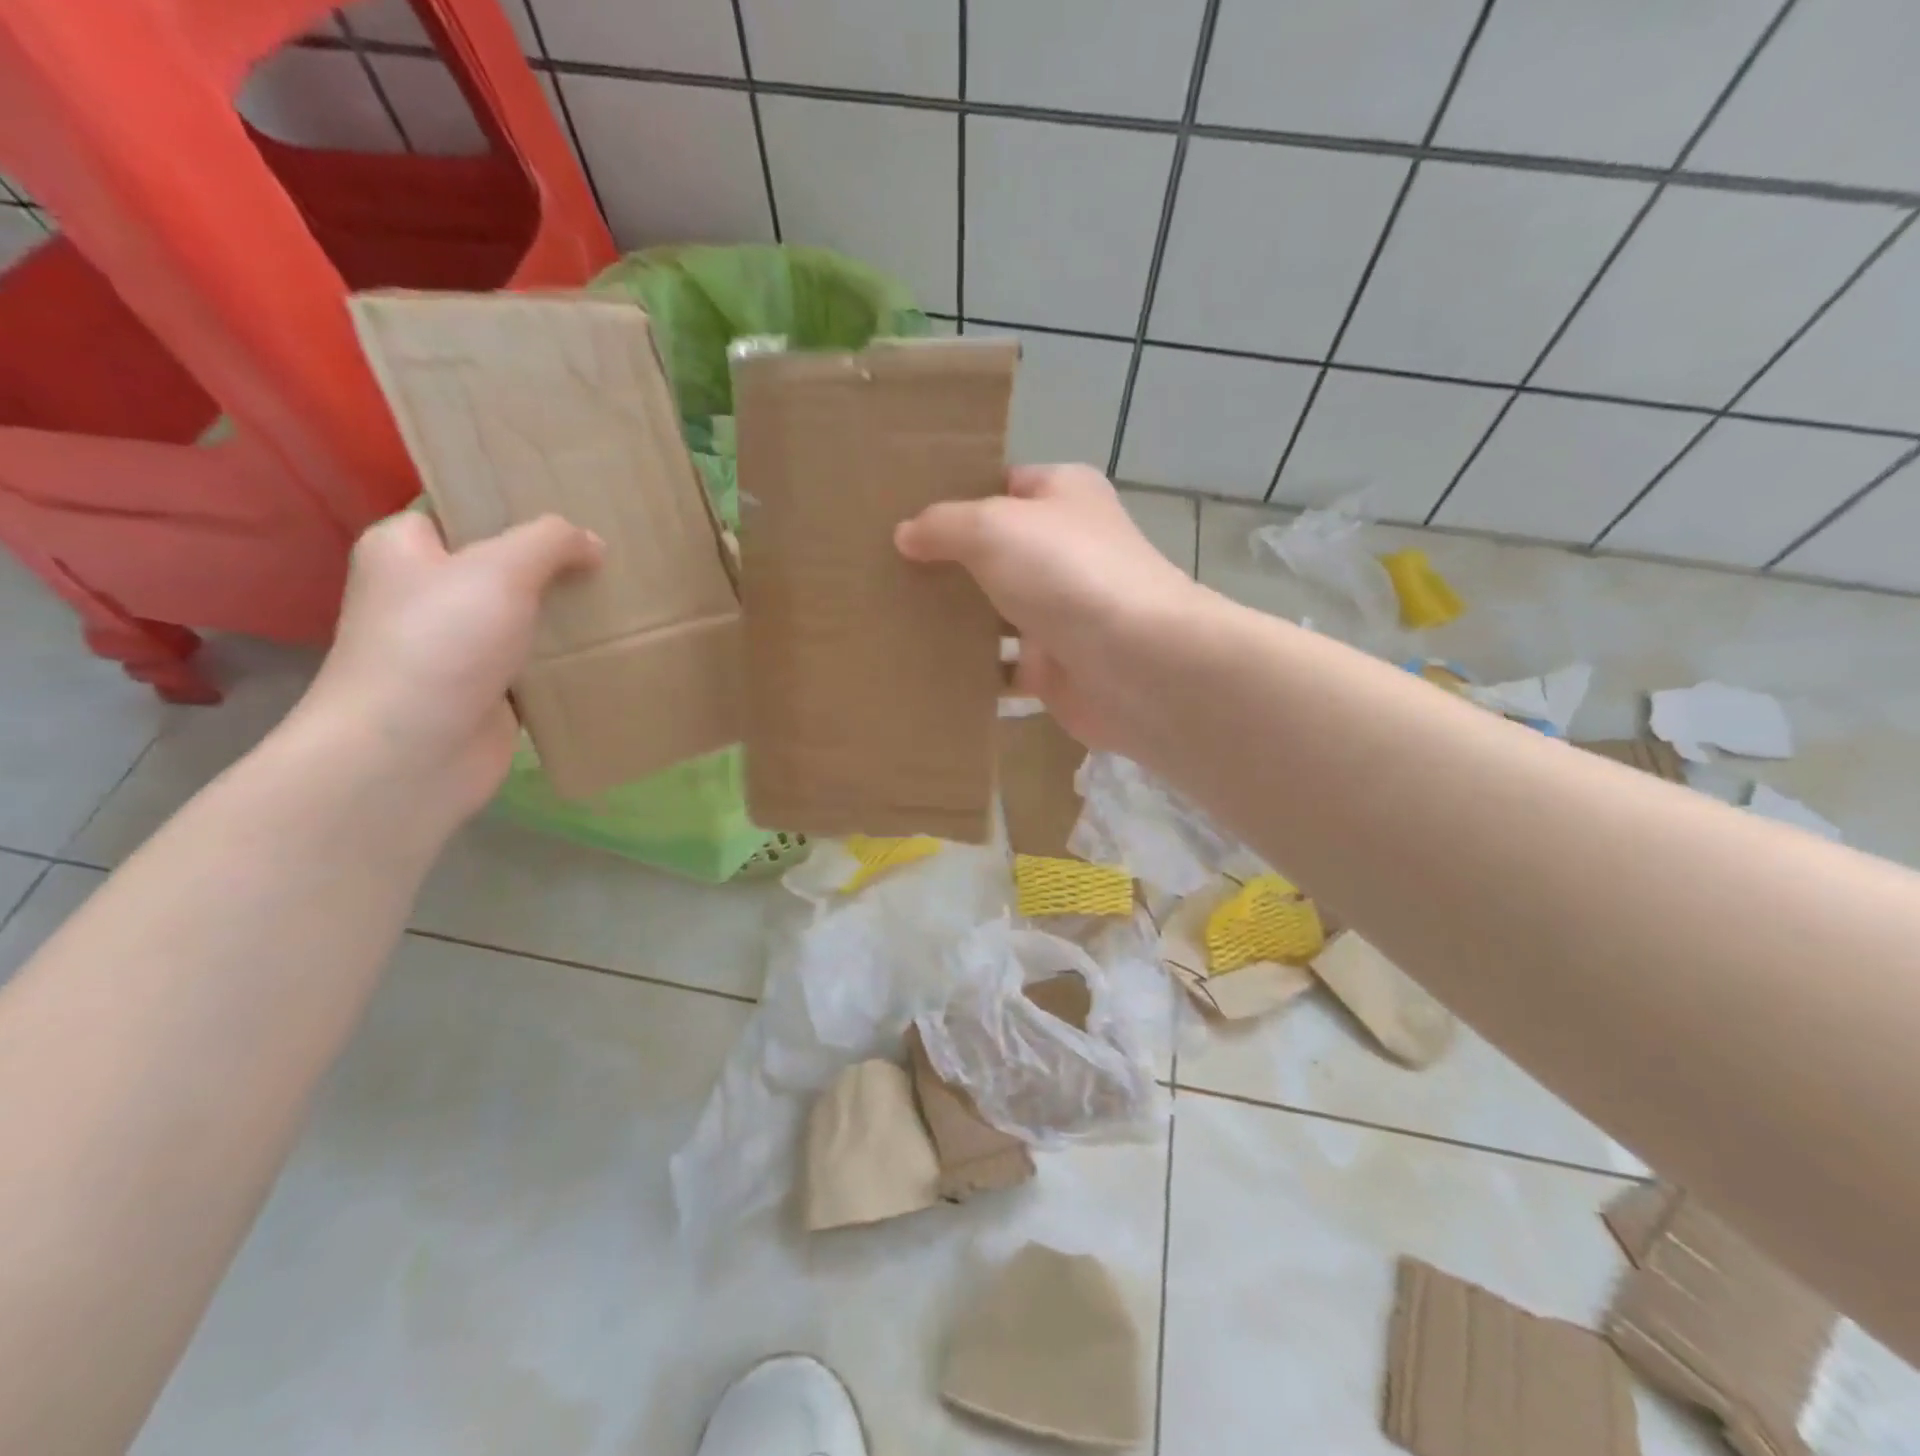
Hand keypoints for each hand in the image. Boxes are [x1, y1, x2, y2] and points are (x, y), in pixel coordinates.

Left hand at [291, 511, 601, 824]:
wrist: (414, 751)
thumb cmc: (441, 643)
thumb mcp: (500, 569)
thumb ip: (550, 542)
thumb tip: (592, 542)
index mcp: (408, 548)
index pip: (464, 509)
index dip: (515, 503)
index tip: (574, 502)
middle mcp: (429, 592)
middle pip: (504, 564)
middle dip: (557, 561)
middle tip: (614, 549)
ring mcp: (460, 645)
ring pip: (527, 615)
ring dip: (569, 612)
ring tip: (626, 594)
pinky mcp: (489, 689)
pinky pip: (538, 661)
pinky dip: (570, 657)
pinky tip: (613, 644)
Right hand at [895, 464, 1206, 752]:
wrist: (1135, 664)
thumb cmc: (1066, 574)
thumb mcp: (993, 527)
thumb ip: (944, 525)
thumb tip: (906, 534)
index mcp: (1064, 496)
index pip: (1002, 484)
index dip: (955, 495)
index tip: (901, 512)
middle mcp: (1067, 549)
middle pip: (996, 552)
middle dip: (947, 562)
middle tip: (885, 570)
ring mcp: (1062, 611)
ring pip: (996, 611)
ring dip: (955, 619)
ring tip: (892, 618)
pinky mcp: (1056, 666)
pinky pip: (1003, 666)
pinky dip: (974, 670)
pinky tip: (926, 668)